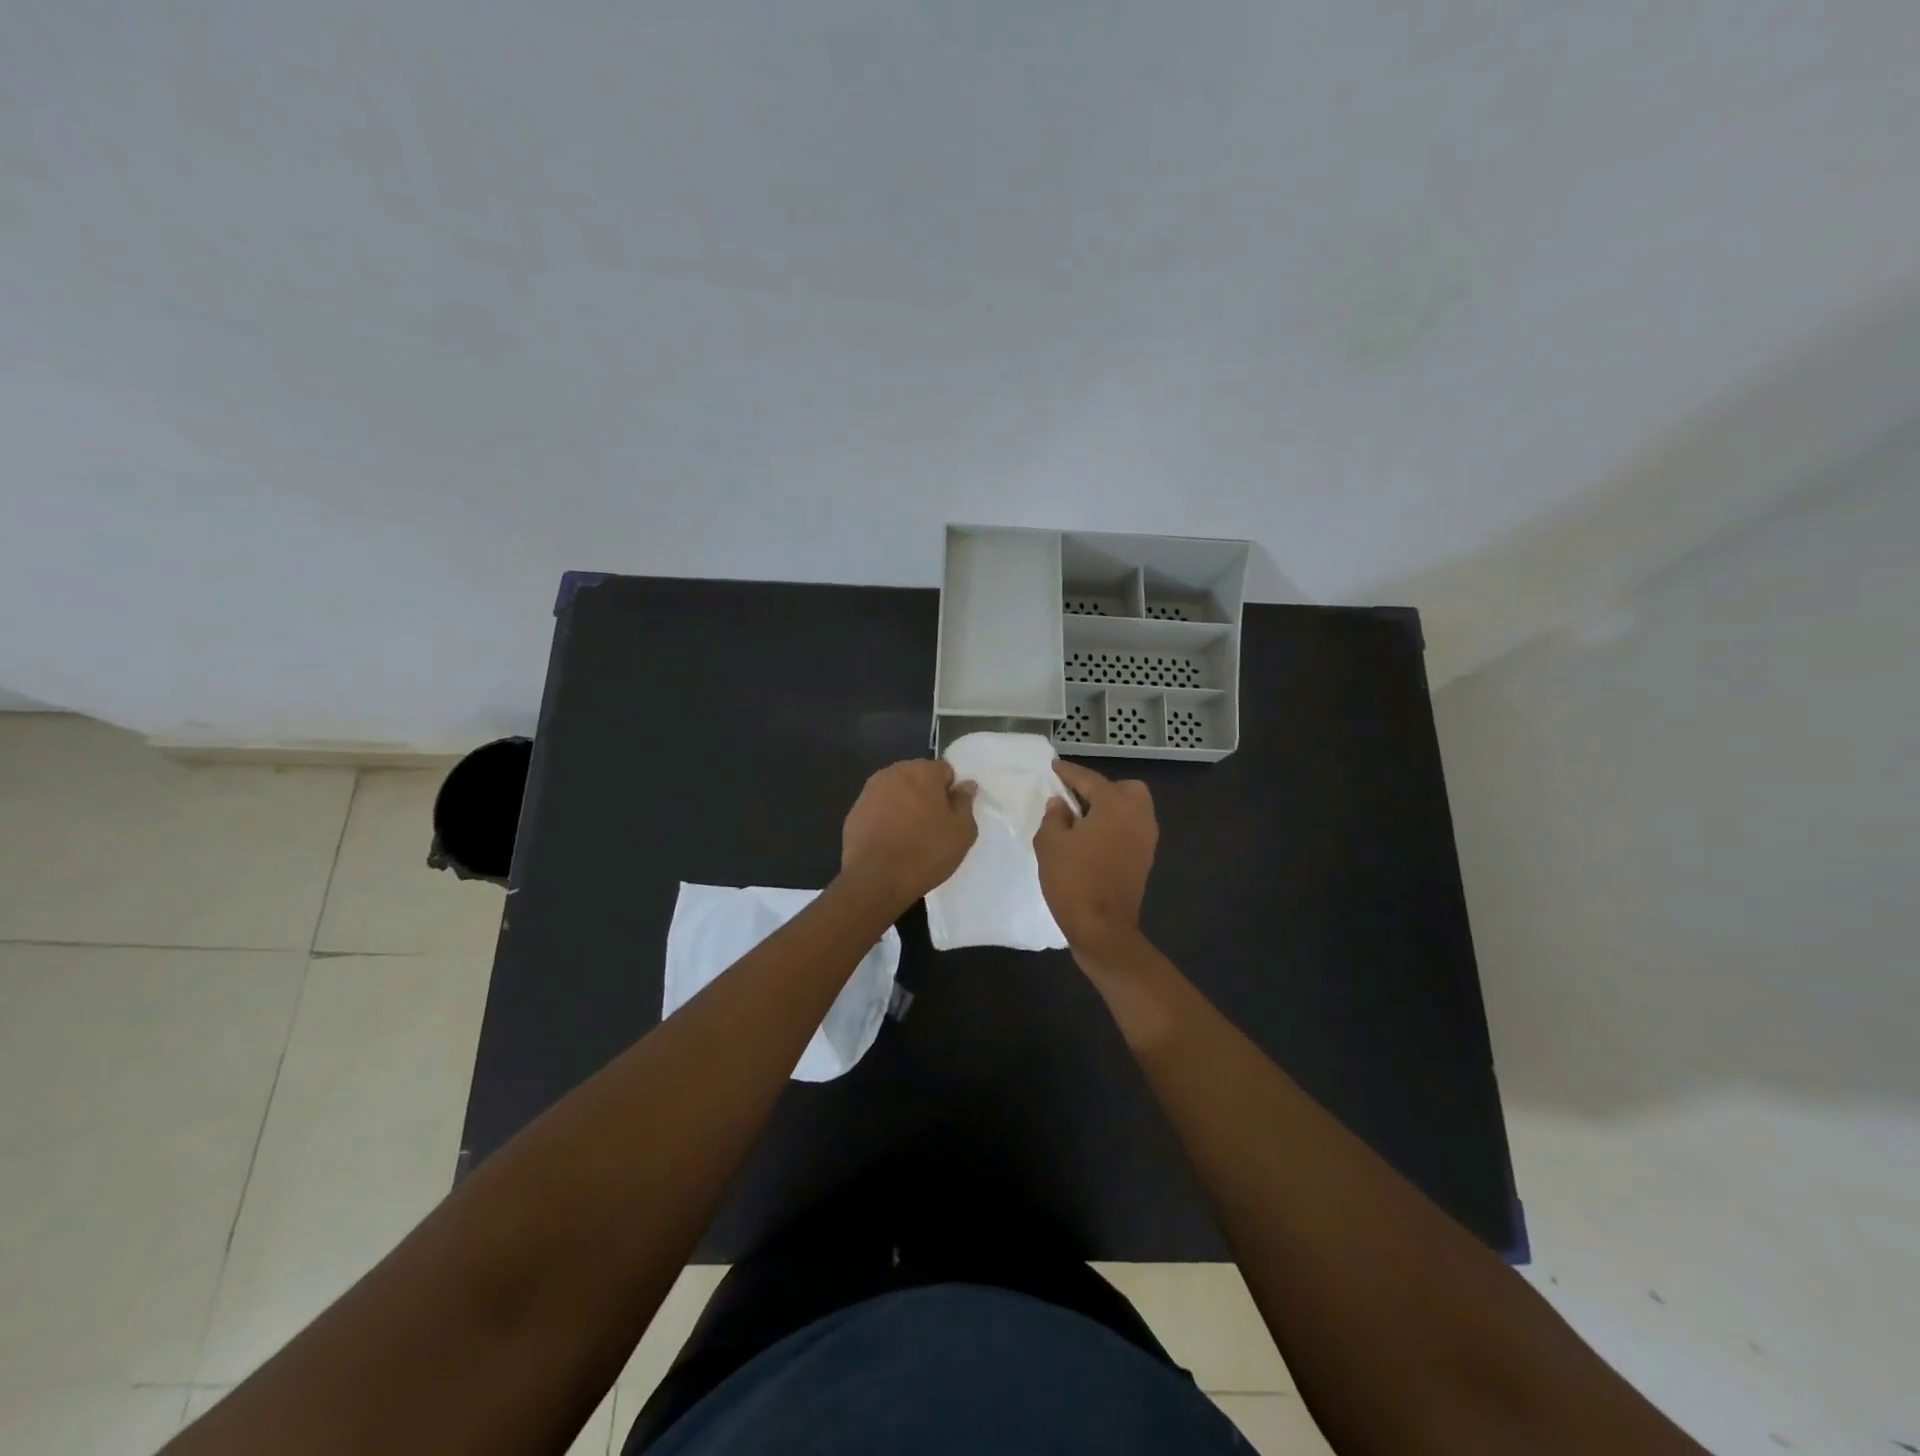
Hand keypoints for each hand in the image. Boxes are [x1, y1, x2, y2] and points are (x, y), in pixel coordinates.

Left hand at [840, 759, 977, 914]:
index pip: (944, 771)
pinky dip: (886, 818)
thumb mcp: (962, 832)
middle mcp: (893, 772)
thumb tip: (965, 785)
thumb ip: (965, 802)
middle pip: (918, 778)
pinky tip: (890, 842)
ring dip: (904, 806)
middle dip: (926, 795)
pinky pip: (878, 809)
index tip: (950, 815)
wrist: (875, 880)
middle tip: (933, 826)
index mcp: (922, 771)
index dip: (950, 792)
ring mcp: (869, 791)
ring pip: (896, 792)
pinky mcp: (854, 811)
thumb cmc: (925, 852)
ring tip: (910, 836)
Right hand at [1034, 760, 1157, 956]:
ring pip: (1132, 809)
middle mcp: (1138, 816)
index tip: (1054, 767)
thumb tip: (1061, 804)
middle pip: (1123, 789)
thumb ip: (1054, 816)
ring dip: (1109, 808)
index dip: (1069, 772)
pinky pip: (1131, 829)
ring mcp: (1146, 839)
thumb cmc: (1073, 880)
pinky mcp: (1145, 859)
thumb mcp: (1050, 843)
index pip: (1089, 779)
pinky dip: (1115, 826)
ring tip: (1081, 819)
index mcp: (1116, 805)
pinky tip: (1092, 838)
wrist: (1102, 928)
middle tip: (1074, 798)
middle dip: (1100, 788)